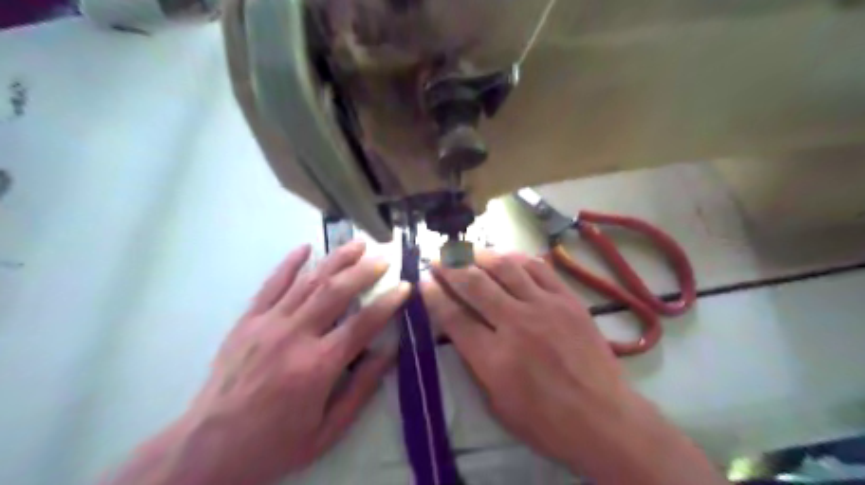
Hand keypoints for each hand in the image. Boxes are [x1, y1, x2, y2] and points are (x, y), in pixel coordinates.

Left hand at [110, 243, 410, 484]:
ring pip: (308, 282)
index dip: (388, 302)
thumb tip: (390, 352)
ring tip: (356, 244)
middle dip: (364, 271)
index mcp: (318, 366)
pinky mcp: (247, 322)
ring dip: (335, 259)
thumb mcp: (328, 430)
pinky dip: (289, 264)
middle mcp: (294, 336)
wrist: (207, 449)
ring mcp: (267, 324)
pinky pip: (271, 285)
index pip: (363, 323)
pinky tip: (305, 248)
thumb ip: (362, 388)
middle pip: (336, 292)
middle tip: (383, 258)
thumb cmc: (275, 444)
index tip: (405, 287)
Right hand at [424, 253, 724, 482]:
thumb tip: (461, 332)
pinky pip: (539, 268)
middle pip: (474, 284)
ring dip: (481, 255)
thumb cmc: (547, 422)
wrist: (605, 419)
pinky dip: (518, 258)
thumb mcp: (497, 404)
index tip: (424, 281)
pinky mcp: (568, 300)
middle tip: (438, 258)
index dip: (434, 295)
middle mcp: (516, 324)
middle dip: (450, 268)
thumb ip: (475, 364)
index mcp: (494, 358)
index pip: (453, 317)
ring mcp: (545, 307)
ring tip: (468, 251)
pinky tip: (506, 256)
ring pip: (506, 268)